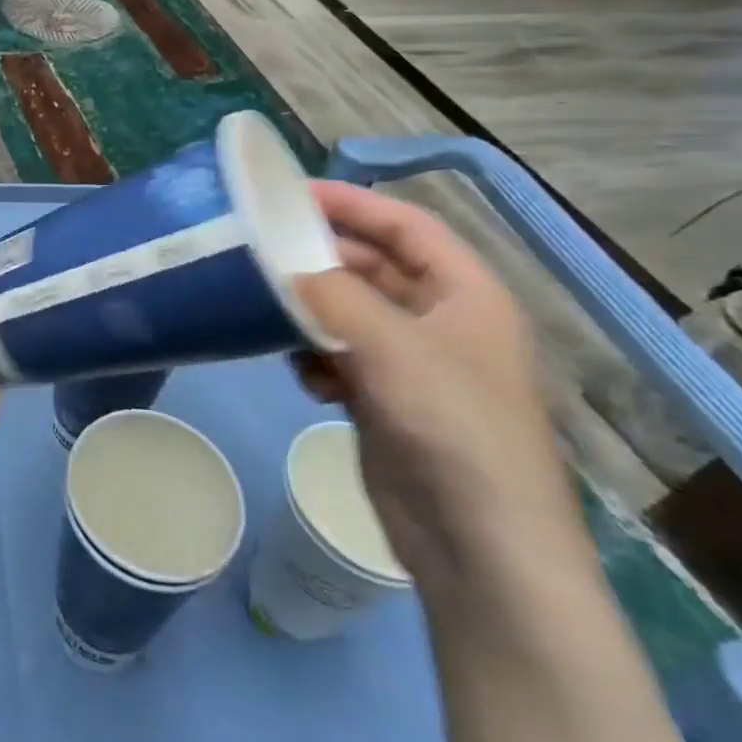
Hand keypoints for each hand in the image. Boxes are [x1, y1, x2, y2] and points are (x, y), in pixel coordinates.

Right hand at [292, 182, 588, 593]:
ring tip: (273, 314)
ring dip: (312, 311)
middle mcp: (441, 320)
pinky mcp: (386, 400)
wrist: (479, 546)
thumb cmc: (452, 427)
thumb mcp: (391, 346)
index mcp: (465, 293)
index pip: (406, 225)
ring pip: (349, 313)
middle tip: (262, 251)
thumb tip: (284, 266)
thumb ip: (332, 294)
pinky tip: (304, 375)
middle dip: (321, 260)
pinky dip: (317, 357)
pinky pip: (340, 356)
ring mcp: (413, 363)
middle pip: (372, 267)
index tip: (291, 195)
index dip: (352, 203)